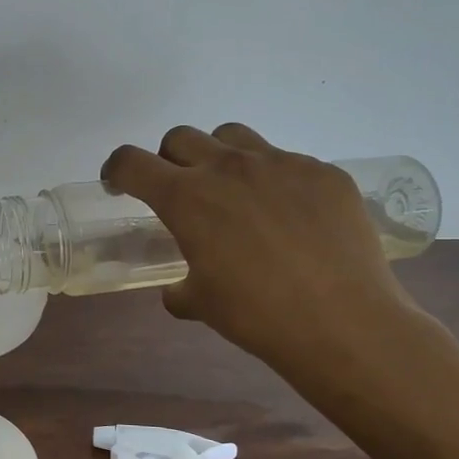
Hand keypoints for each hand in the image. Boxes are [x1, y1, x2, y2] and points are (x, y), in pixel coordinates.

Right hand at [101, 124, 418, 384]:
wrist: (342, 322)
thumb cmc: (256, 315)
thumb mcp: (200, 304)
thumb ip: (179, 288)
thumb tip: (178, 290)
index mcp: (187, 198)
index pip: (132, 162)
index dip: (116, 170)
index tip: (118, 184)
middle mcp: (228, 168)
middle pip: (181, 138)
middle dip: (169, 160)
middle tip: (180, 191)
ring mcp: (280, 163)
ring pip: (233, 137)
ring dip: (219, 157)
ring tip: (234, 192)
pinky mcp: (323, 172)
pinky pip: (287, 162)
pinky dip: (275, 181)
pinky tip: (292, 217)